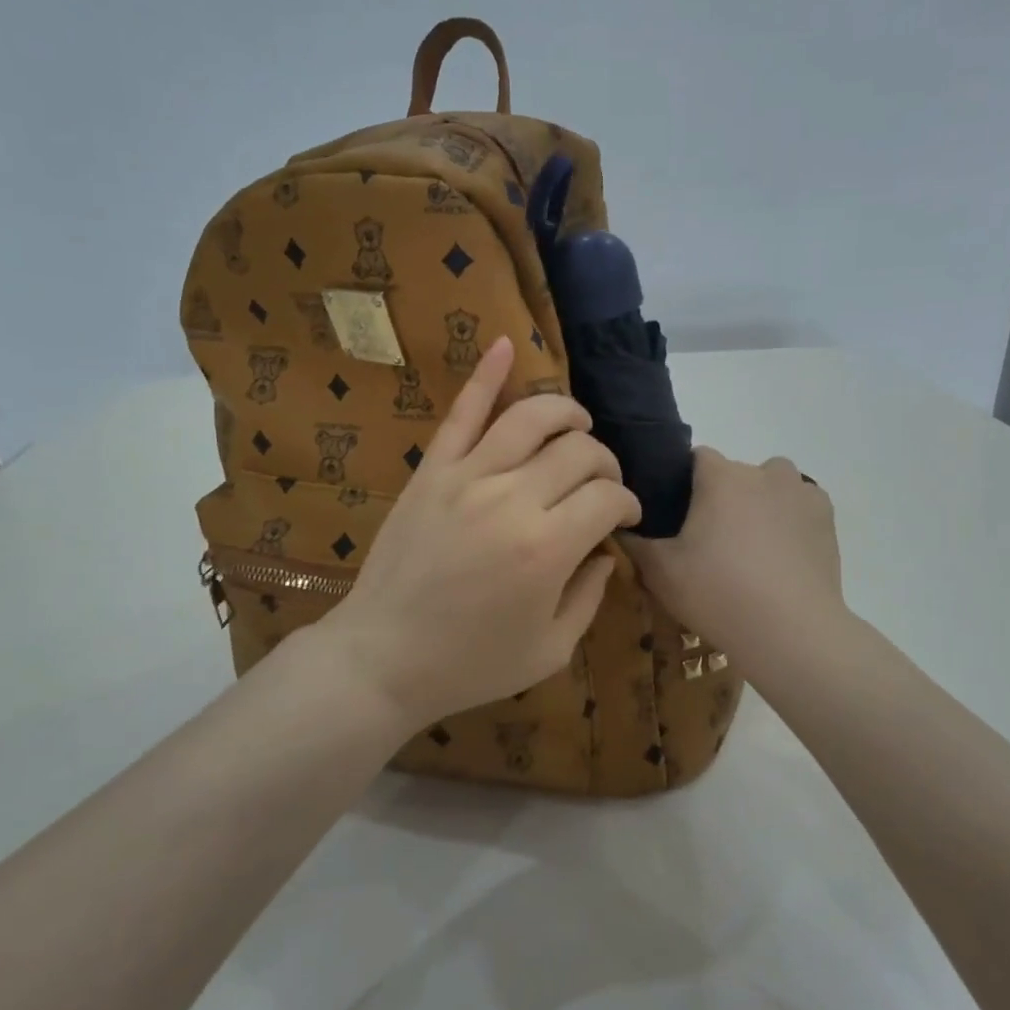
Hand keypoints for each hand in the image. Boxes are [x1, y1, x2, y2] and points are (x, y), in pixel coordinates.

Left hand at [315, 336, 640, 734]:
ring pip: (531, 418)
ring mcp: (467, 477)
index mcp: (548, 548)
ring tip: (578, 425)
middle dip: (605, 463)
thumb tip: (607, 550)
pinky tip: (506, 345)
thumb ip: (590, 596)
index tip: (626, 517)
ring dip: (566, 413)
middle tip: (603, 484)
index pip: (608, 497)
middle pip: (579, 451)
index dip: (628, 503)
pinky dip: (486, 375)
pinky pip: (461, 413)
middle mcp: (513, 499)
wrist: (382, 658)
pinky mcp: (432, 470)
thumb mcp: (550, 649)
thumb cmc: (470, 664)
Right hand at [624, 449, 846, 683]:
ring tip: (751, 549)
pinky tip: (783, 556)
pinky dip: (791, 522)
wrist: (790, 631)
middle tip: (711, 543)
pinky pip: (801, 507)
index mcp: (720, 475)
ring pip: (772, 486)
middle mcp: (762, 472)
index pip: (697, 458)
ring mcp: (800, 492)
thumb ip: (633, 543)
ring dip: (760, 504)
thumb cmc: (717, 592)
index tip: (678, 516)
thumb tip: (616, 525)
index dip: (684, 484)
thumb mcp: (659, 572)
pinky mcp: (827, 518)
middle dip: (723, 498)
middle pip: (735, 474)